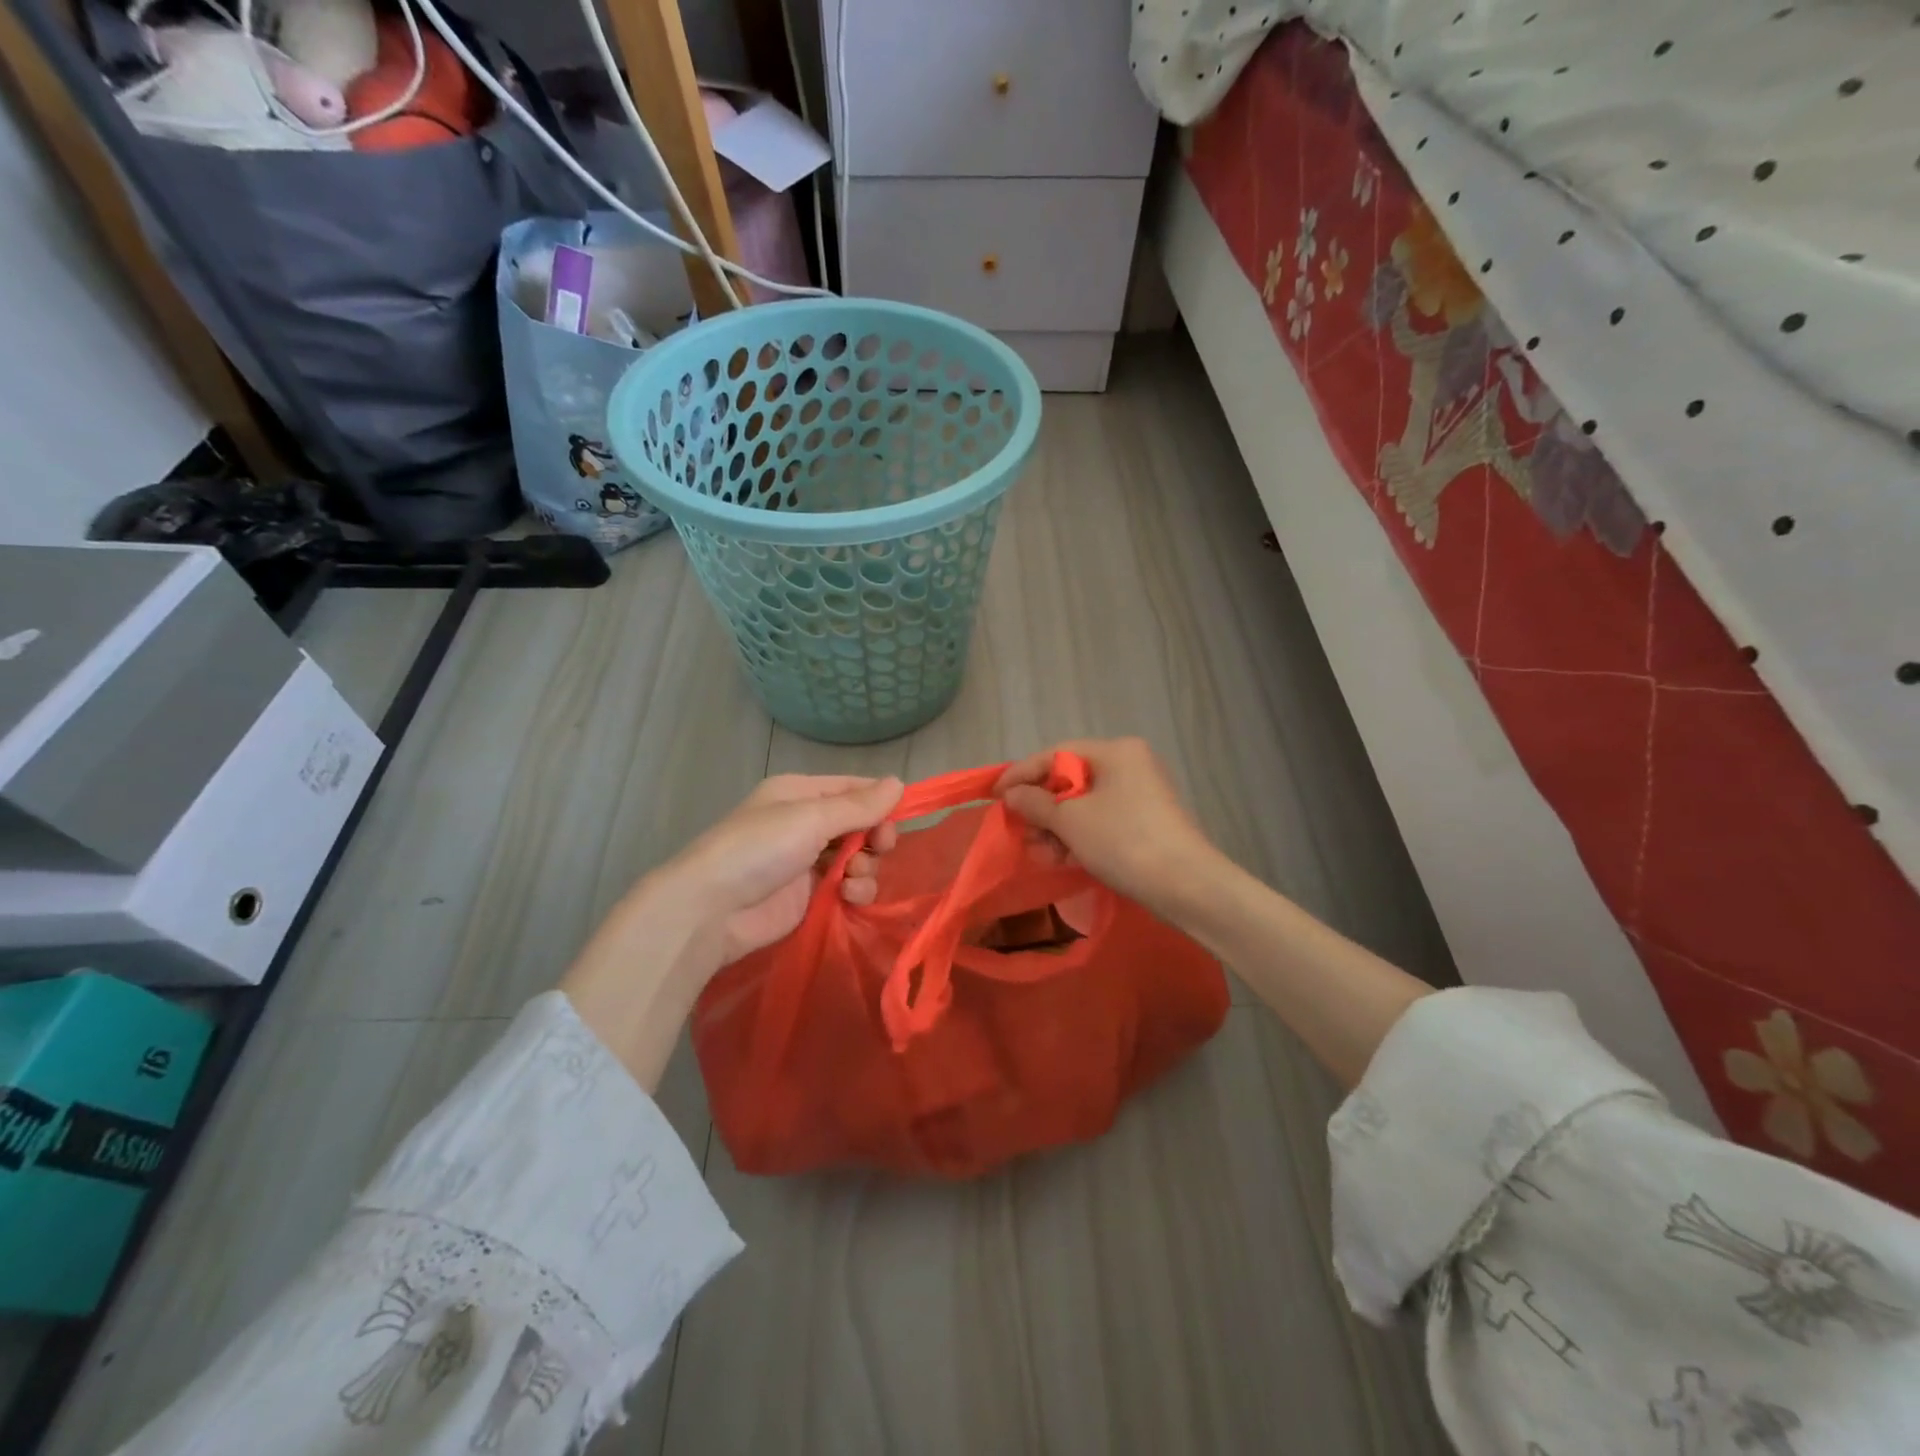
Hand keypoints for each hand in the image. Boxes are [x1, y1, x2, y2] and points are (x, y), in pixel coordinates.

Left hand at [667, 774, 903, 969]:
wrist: (710, 911)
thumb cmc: (758, 849)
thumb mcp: (810, 818)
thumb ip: (858, 805)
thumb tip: (899, 782)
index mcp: (801, 794)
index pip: (854, 789)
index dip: (880, 803)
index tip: (897, 820)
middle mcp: (806, 823)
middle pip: (861, 825)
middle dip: (875, 837)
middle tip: (878, 848)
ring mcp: (808, 861)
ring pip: (858, 858)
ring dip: (865, 868)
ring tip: (852, 879)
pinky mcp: (810, 896)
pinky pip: (847, 887)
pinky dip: (855, 890)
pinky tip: (848, 896)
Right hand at [995, 738, 1225, 919]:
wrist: (1187, 886)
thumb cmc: (1124, 841)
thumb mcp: (1071, 821)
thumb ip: (1035, 803)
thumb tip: (1012, 795)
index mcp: (1116, 751)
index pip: (1056, 753)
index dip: (1021, 774)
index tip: (994, 795)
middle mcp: (1131, 764)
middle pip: (1070, 779)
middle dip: (1041, 808)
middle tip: (1021, 832)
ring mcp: (1142, 794)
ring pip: (1085, 804)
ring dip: (1058, 828)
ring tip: (1041, 854)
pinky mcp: (1147, 822)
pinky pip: (1102, 820)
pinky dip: (1080, 837)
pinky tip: (1063, 860)